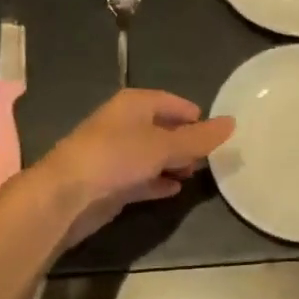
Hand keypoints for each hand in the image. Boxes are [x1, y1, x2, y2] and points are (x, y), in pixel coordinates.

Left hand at [35, 89, 235, 247]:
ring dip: (172, 162)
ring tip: (194, 174)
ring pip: (151, 154)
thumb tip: (232, 122)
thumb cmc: (117, 157)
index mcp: (134, 104)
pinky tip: (174, 190)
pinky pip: (141, 176)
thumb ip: (198, 138)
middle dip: (185, 141)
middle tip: (209, 157)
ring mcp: (115, 153)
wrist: (66, 196)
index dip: (193, 115)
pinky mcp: (110, 181)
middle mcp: (124, 123)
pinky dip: (157, 181)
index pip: (172, 102)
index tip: (214, 133)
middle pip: (162, 128)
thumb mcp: (164, 146)